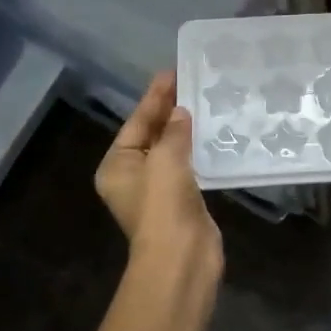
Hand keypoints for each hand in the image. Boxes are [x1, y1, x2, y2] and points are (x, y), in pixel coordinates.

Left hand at [94, 72, 222, 279]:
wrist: (181, 258)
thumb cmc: (163, 205)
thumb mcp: (165, 160)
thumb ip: (173, 131)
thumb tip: (181, 112)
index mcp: (117, 165)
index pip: (136, 121)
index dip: (154, 97)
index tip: (172, 72)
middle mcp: (133, 174)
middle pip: (152, 133)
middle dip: (169, 109)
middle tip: (191, 80)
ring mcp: (158, 189)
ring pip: (171, 149)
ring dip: (185, 127)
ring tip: (205, 100)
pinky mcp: (182, 199)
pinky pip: (188, 164)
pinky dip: (197, 147)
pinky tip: (213, 132)